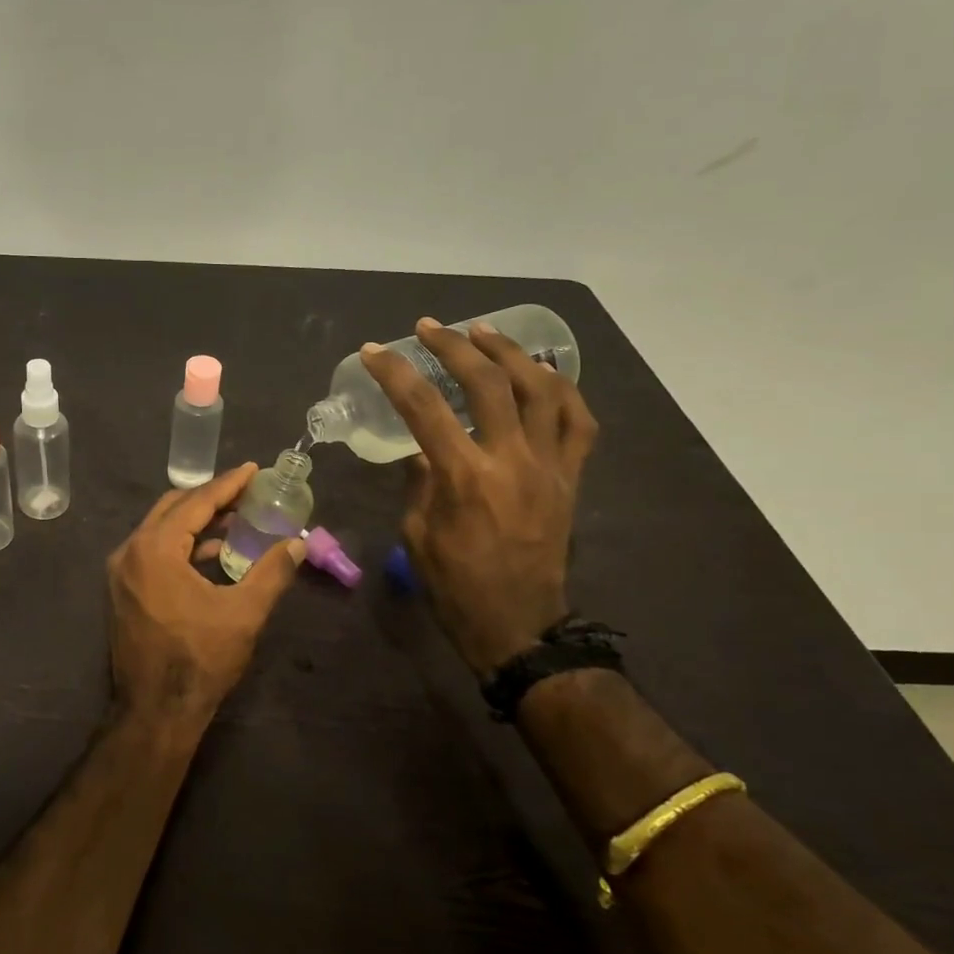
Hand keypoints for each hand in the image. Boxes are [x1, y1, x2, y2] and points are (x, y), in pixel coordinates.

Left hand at [106, 463, 304, 739]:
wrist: (154, 712)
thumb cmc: (199, 660)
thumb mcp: (243, 614)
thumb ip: (272, 572)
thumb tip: (298, 545)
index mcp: (154, 549)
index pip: (196, 503)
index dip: (227, 484)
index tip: (251, 469)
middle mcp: (130, 551)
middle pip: (172, 508)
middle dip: (210, 498)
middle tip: (245, 492)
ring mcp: (122, 572)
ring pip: (161, 529)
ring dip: (196, 521)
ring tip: (235, 519)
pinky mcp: (123, 590)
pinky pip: (154, 551)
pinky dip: (181, 545)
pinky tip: (211, 553)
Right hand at [360, 317, 598, 676]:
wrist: (518, 626)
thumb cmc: (455, 586)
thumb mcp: (417, 534)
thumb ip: (419, 482)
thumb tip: (422, 448)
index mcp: (463, 477)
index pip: (423, 408)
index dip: (395, 373)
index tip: (375, 351)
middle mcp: (511, 460)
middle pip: (487, 383)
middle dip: (453, 346)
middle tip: (429, 328)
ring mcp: (549, 466)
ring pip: (540, 389)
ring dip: (510, 353)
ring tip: (484, 333)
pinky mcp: (571, 478)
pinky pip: (578, 422)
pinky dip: (562, 389)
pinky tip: (541, 373)